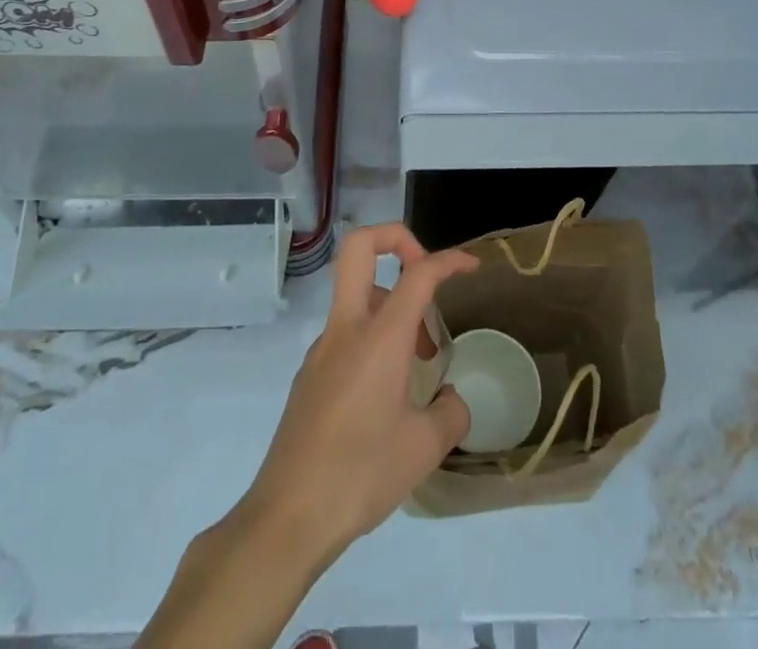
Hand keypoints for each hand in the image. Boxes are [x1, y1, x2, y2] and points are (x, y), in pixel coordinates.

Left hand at [137, 225, 478, 648]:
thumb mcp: (424, 449)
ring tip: (418, 359)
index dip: (448, 261)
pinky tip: (387, 391)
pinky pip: (345, 332)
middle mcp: (346, 329)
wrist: (287, 518)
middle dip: (395, 240)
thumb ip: (450, 413)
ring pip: (355, 293)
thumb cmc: (360, 475)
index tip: (470, 267)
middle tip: (424, 277)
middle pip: (358, 247)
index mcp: (379, 336)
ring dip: (390, 303)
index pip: (418, 273)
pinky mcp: (309, 376)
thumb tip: (452, 399)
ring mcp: (321, 349)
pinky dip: (373, 337)